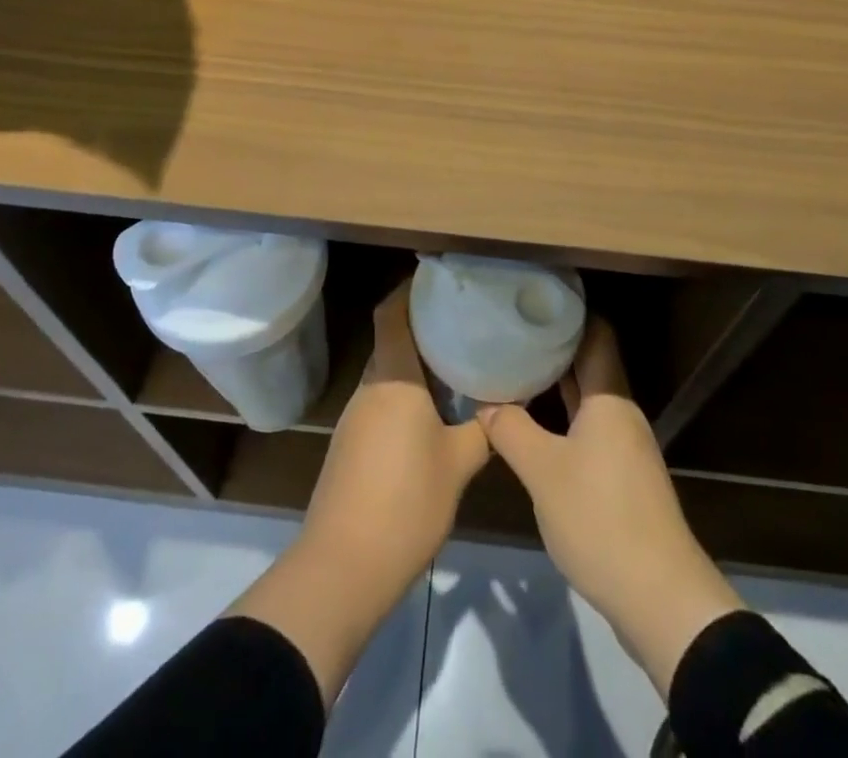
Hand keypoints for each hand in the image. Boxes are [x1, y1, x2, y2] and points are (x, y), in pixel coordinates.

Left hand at [229, 285, 489, 704]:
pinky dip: (406, 397)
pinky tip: (432, 415)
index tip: (439, 281)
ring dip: (416, 367)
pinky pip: (382, 403)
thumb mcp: (458, 464)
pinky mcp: (350, 447)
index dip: (410, 290)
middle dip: (424, 329)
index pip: (392, 313)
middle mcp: (369, 388)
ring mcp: (355, 418)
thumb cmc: (406, 502)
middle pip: (393, 342)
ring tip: (457, 366)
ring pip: (389, 375)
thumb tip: (504, 404)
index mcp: (393, 378)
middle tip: (464, 325)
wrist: (343, 568)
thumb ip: (483, 429)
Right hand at [480, 317, 744, 694]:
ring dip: (553, 384)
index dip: (567, 312)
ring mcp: (624, 445)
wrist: (660, 598)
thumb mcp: (543, 472)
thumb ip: (511, 430)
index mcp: (609, 398)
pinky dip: (561, 417)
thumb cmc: (601, 518)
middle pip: (588, 363)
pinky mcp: (621, 476)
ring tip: (512, 369)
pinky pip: (587, 427)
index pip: (595, 333)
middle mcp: (620, 412)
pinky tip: (532, 424)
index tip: (530, 300)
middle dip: (551, 346)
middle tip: (509, 332)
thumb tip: (485, 403)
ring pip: (586, 398)